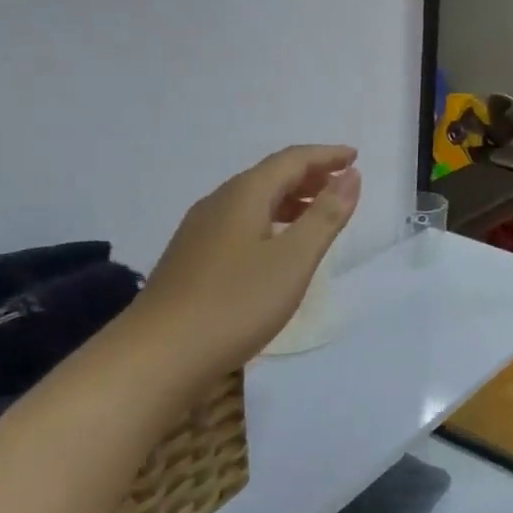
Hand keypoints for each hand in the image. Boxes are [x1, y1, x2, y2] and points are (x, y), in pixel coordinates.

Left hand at [135, 144, 360, 376]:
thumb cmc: (235, 303)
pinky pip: (240, 223)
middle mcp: (219, 203)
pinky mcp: (191, 258)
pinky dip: (269, 222)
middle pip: (270, 176)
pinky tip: (276, 248)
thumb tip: (351, 175)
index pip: (292, 160)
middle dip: (309, 176)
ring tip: (317, 216)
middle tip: (342, 185)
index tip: (355, 157)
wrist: (157, 356)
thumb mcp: (293, 260)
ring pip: (253, 201)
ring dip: (290, 200)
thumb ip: (326, 216)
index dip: (326, 156)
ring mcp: (199, 231)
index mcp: (244, 195)